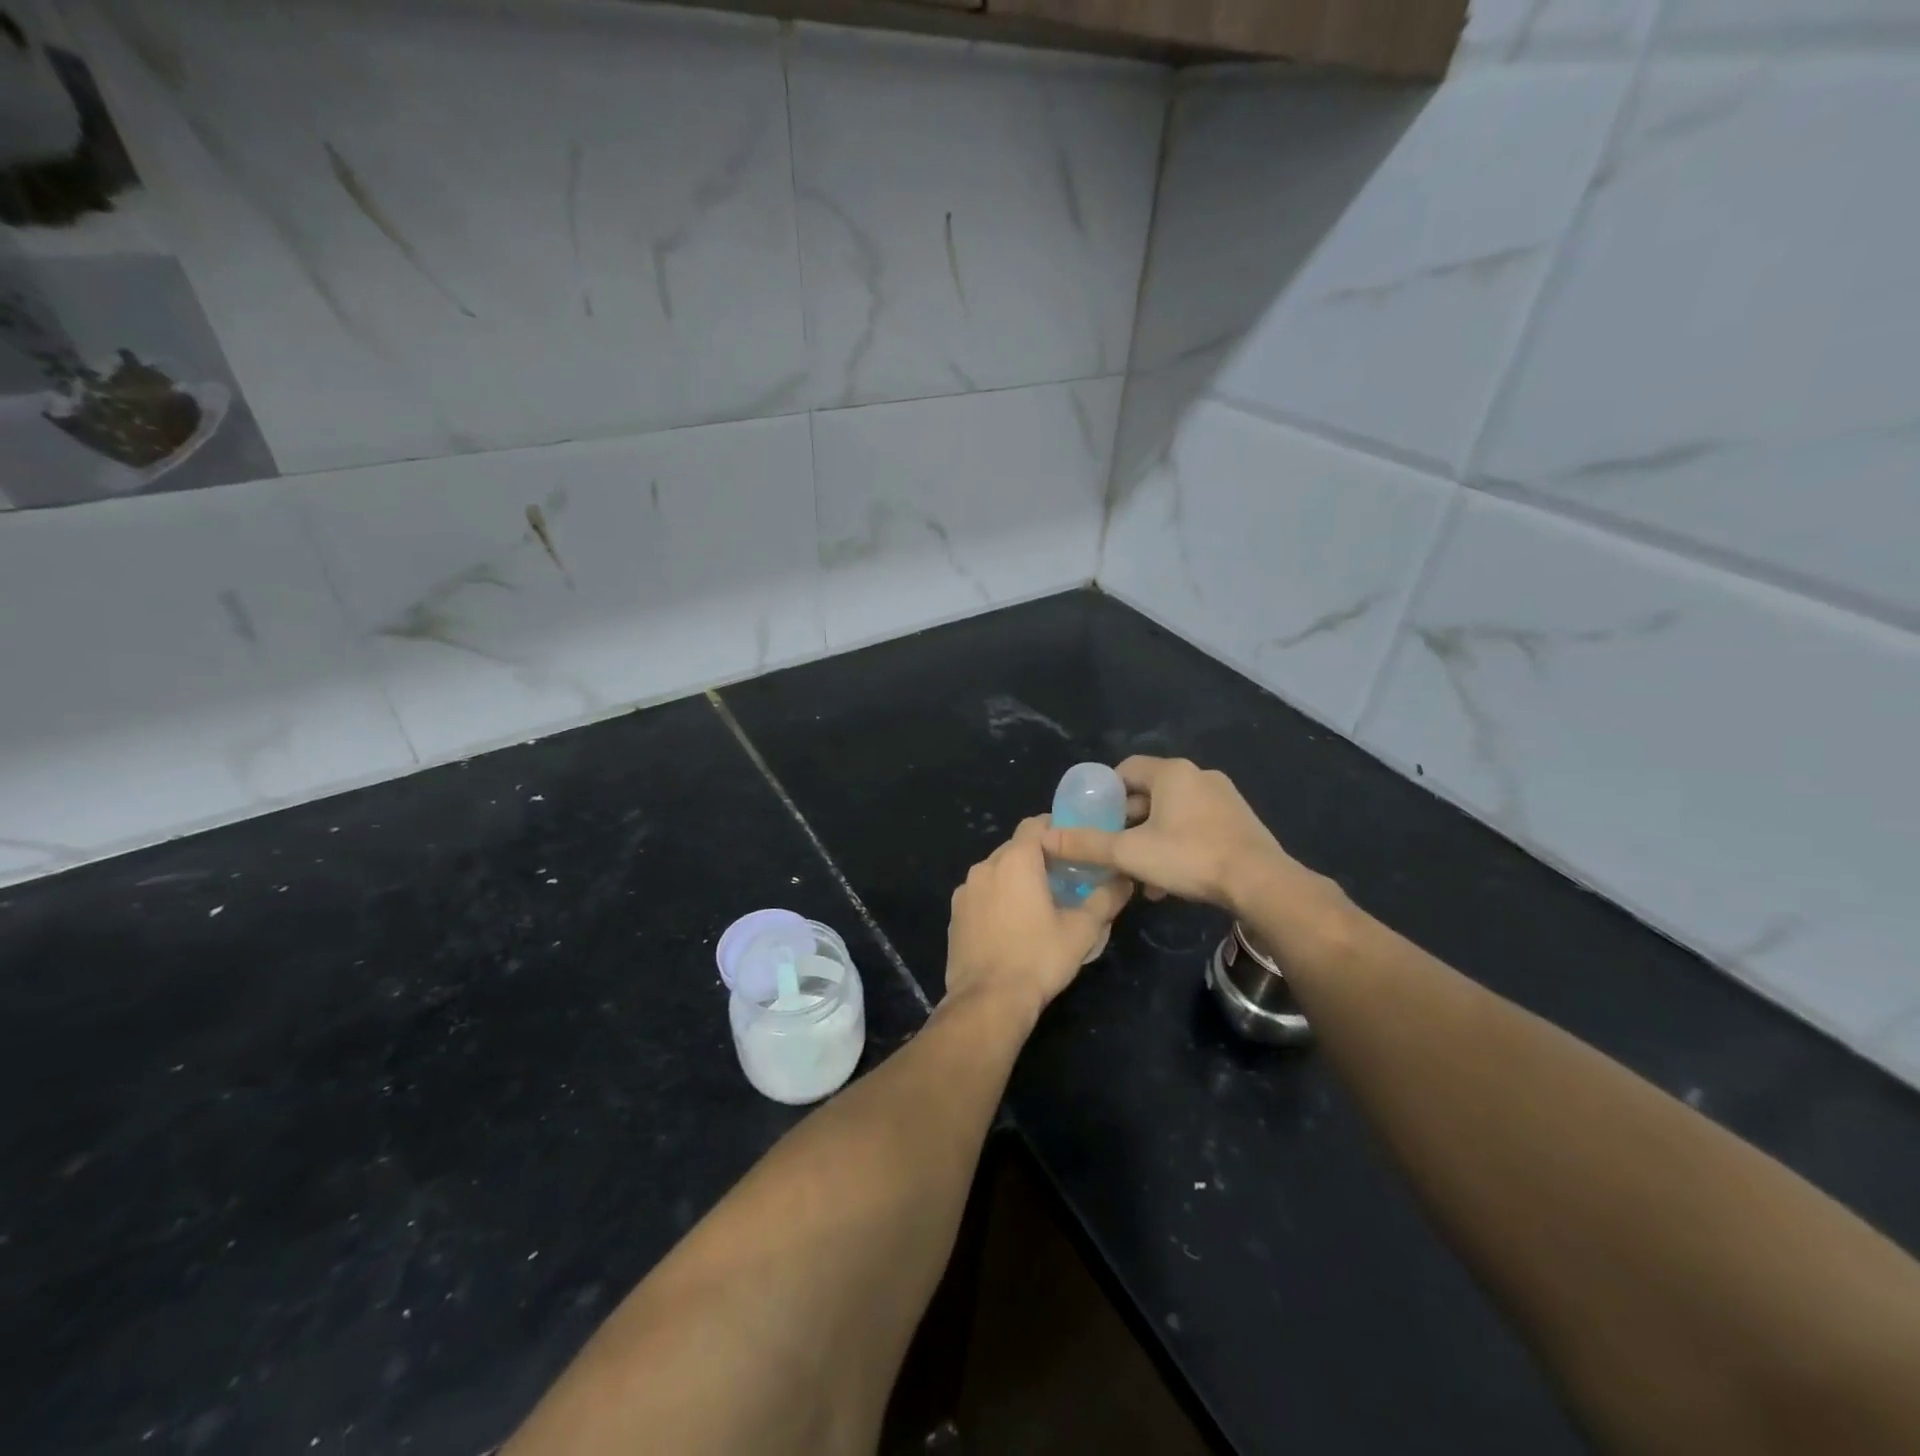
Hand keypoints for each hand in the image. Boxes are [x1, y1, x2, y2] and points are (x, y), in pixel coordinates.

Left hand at [945, 816, 1132, 1021]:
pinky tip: (1011, 924)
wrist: (988, 1001)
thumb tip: (1125, 880)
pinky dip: (996, 898)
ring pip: (995, 871)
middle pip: (1015, 847)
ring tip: (1037, 902)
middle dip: (1037, 856)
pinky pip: (980, 894)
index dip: (1055, 828)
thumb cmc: (1039, 958)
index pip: (1035, 824)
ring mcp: (964, 891)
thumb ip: (1106, 898)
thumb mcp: (1083, 930)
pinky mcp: (954, 915)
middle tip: (1063, 876)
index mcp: (1015, 860)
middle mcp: (985, 866)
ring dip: (1015, 878)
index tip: (1074, 845)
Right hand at [1041, 757, 1293, 914]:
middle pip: (1149, 793)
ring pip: (1173, 814)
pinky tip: (1169, 882)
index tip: (1093, 819)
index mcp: (1171, 772)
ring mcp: (1223, 798)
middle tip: (1112, 848)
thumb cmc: (1190, 857)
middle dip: (1127, 822)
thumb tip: (1045, 838)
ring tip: (1138, 873)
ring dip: (1151, 839)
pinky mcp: (1239, 822)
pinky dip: (1178, 845)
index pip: (1126, 769)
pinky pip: (1196, 826)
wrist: (1261, 883)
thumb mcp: (1130, 852)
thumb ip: (1087, 845)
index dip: (1104, 792)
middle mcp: (1198, 776)